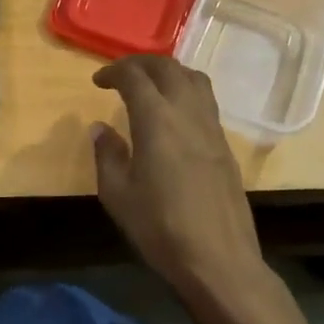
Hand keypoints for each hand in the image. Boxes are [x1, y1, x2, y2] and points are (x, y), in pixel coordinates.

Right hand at [91, 56, 268, 301]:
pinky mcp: (225, 145)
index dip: (114, 72)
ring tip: (151, 86)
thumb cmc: (161, 228)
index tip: (98, 82)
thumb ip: (107, 155)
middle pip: (168, 67)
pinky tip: (174, 115)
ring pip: (194, 79)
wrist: (219, 260)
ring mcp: (211, 127)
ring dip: (169, 72)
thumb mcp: (118, 195)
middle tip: (122, 75)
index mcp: (157, 120)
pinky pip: (206, 101)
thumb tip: (101, 128)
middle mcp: (187, 113)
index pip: (135, 76)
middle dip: (142, 63)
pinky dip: (186, 91)